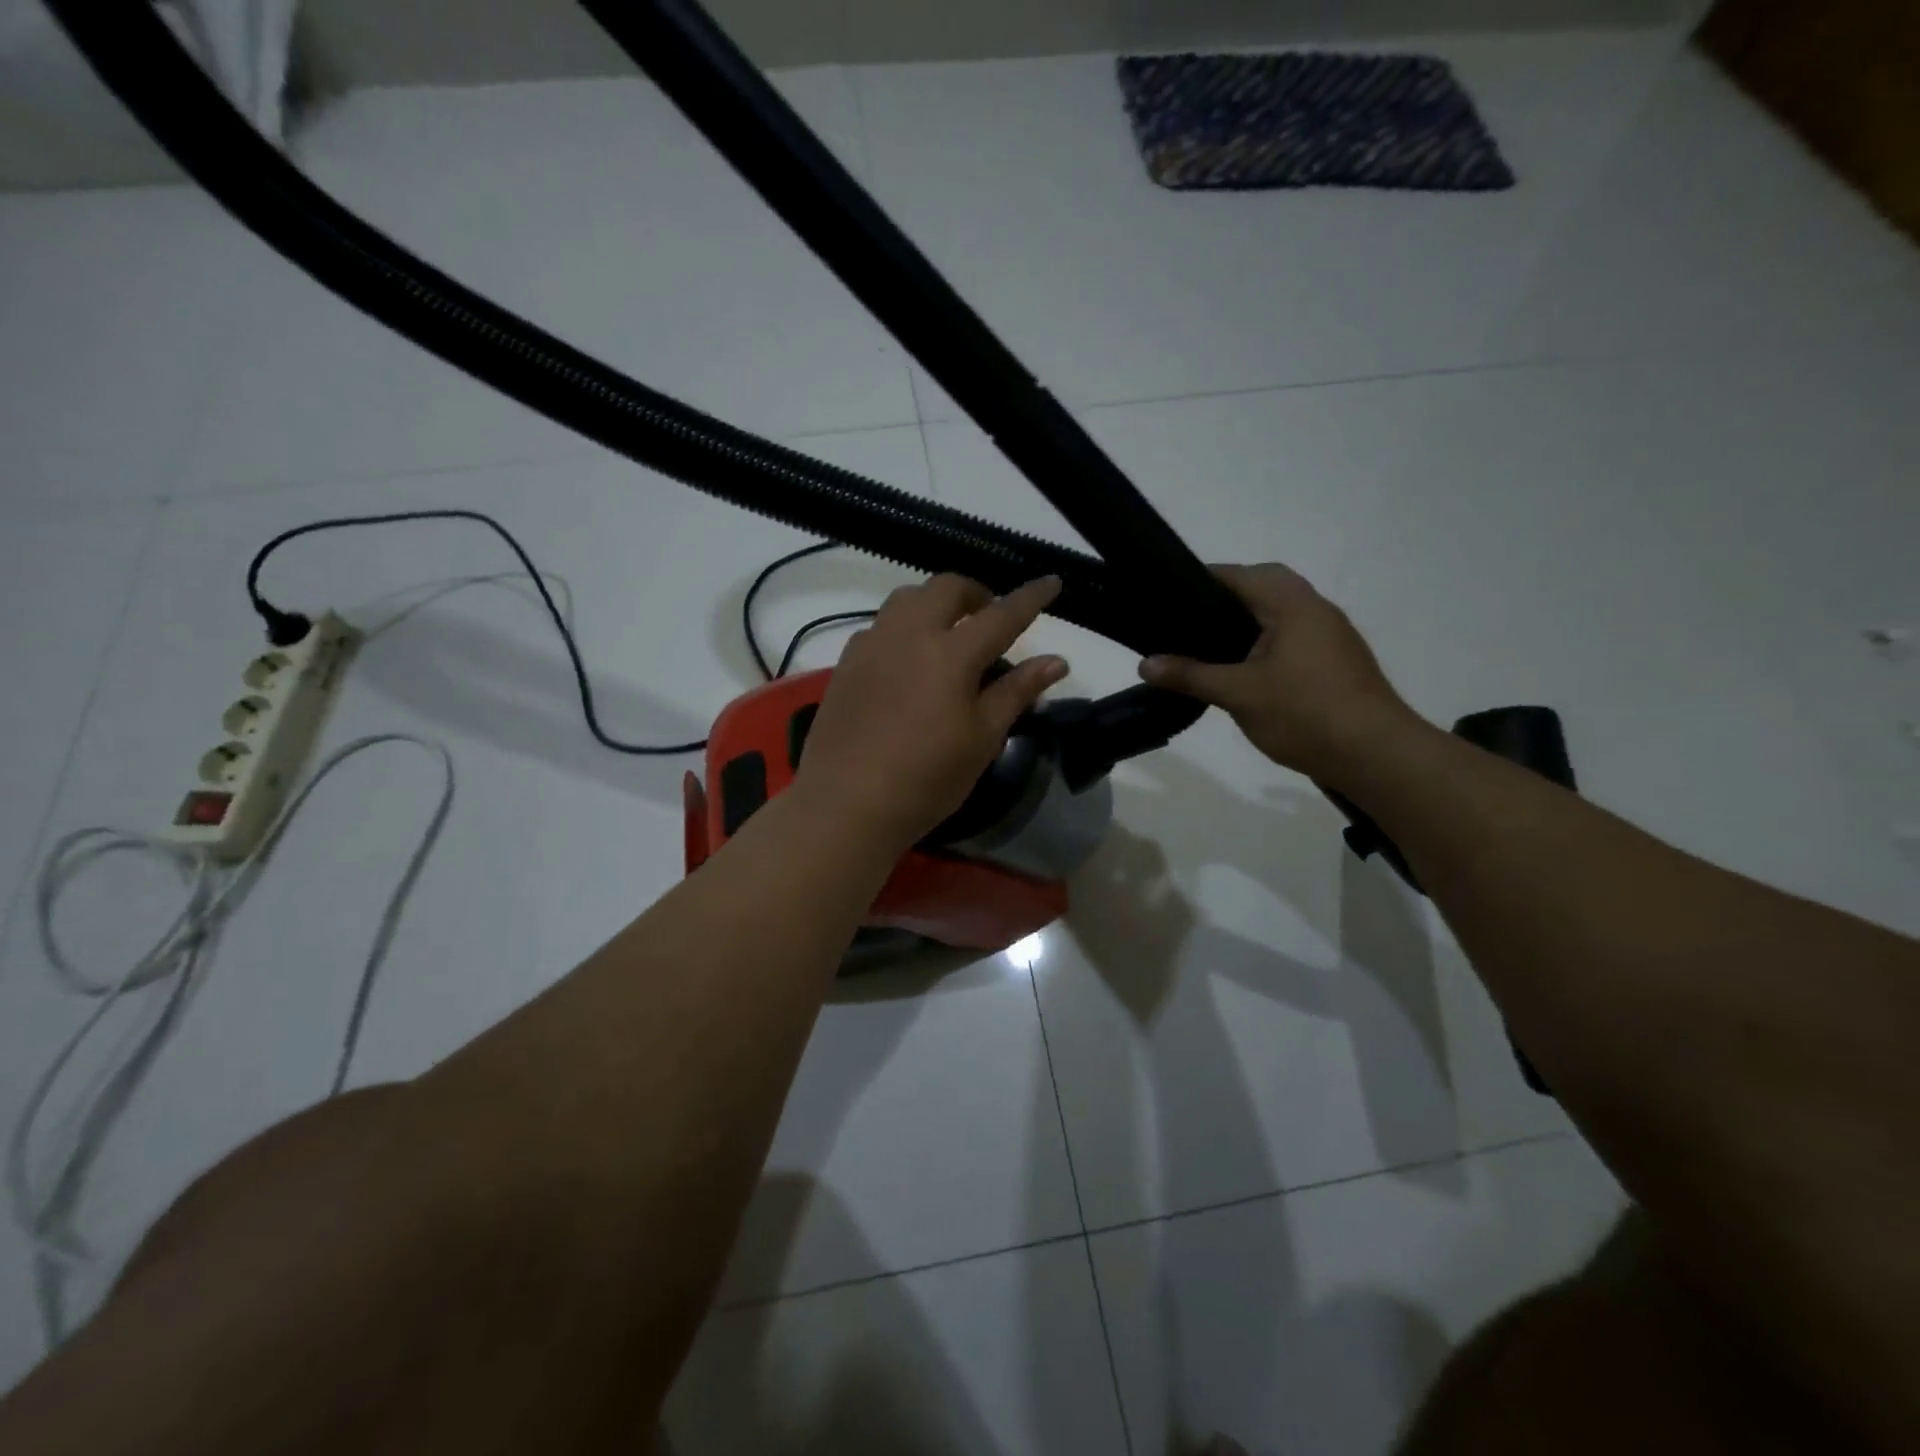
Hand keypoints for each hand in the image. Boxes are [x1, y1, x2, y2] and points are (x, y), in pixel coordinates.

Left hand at [794, 574, 1068, 851]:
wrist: (846, 804)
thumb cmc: (926, 778)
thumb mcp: (982, 739)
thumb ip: (1016, 692)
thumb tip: (1057, 661)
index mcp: (951, 653)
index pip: (1001, 614)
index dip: (1030, 597)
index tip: (1051, 582)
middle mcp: (909, 634)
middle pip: (946, 588)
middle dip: (976, 592)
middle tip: (990, 616)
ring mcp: (871, 645)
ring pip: (907, 598)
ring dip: (936, 602)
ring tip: (948, 631)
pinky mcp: (846, 662)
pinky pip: (880, 624)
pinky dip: (904, 625)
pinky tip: (908, 657)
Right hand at [1138, 563, 1419, 781]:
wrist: (1376, 755)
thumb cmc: (1305, 713)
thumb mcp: (1238, 694)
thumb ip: (1190, 675)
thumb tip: (1144, 664)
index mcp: (1292, 603)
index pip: (1237, 575)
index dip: (1199, 580)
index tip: (1164, 596)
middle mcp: (1314, 608)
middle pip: (1261, 587)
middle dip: (1223, 599)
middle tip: (1184, 623)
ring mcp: (1329, 634)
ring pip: (1277, 613)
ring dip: (1245, 622)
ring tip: (1204, 646)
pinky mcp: (1334, 660)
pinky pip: (1289, 636)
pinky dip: (1262, 642)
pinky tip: (1240, 669)